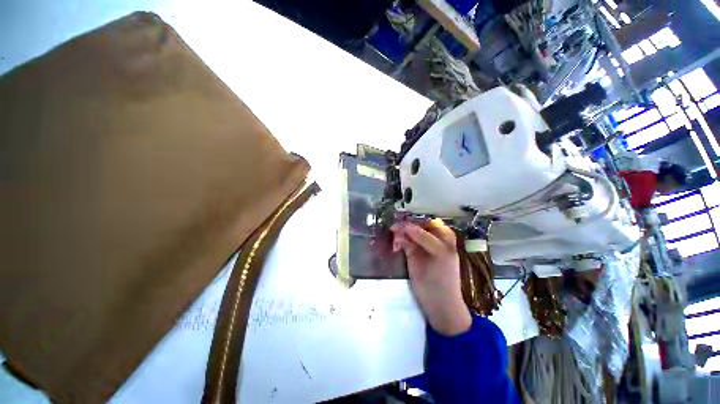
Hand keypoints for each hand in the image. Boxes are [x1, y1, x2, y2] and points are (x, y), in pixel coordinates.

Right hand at [391, 219, 470, 335]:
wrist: (438, 303)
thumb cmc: (444, 277)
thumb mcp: (440, 254)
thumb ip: (424, 238)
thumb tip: (406, 225)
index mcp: (443, 236)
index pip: (428, 221)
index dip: (417, 219)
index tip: (404, 219)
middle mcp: (431, 238)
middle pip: (416, 225)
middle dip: (406, 225)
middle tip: (395, 228)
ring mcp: (420, 246)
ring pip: (408, 233)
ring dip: (400, 233)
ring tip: (394, 237)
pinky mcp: (411, 253)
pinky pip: (403, 242)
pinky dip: (398, 242)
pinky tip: (395, 246)